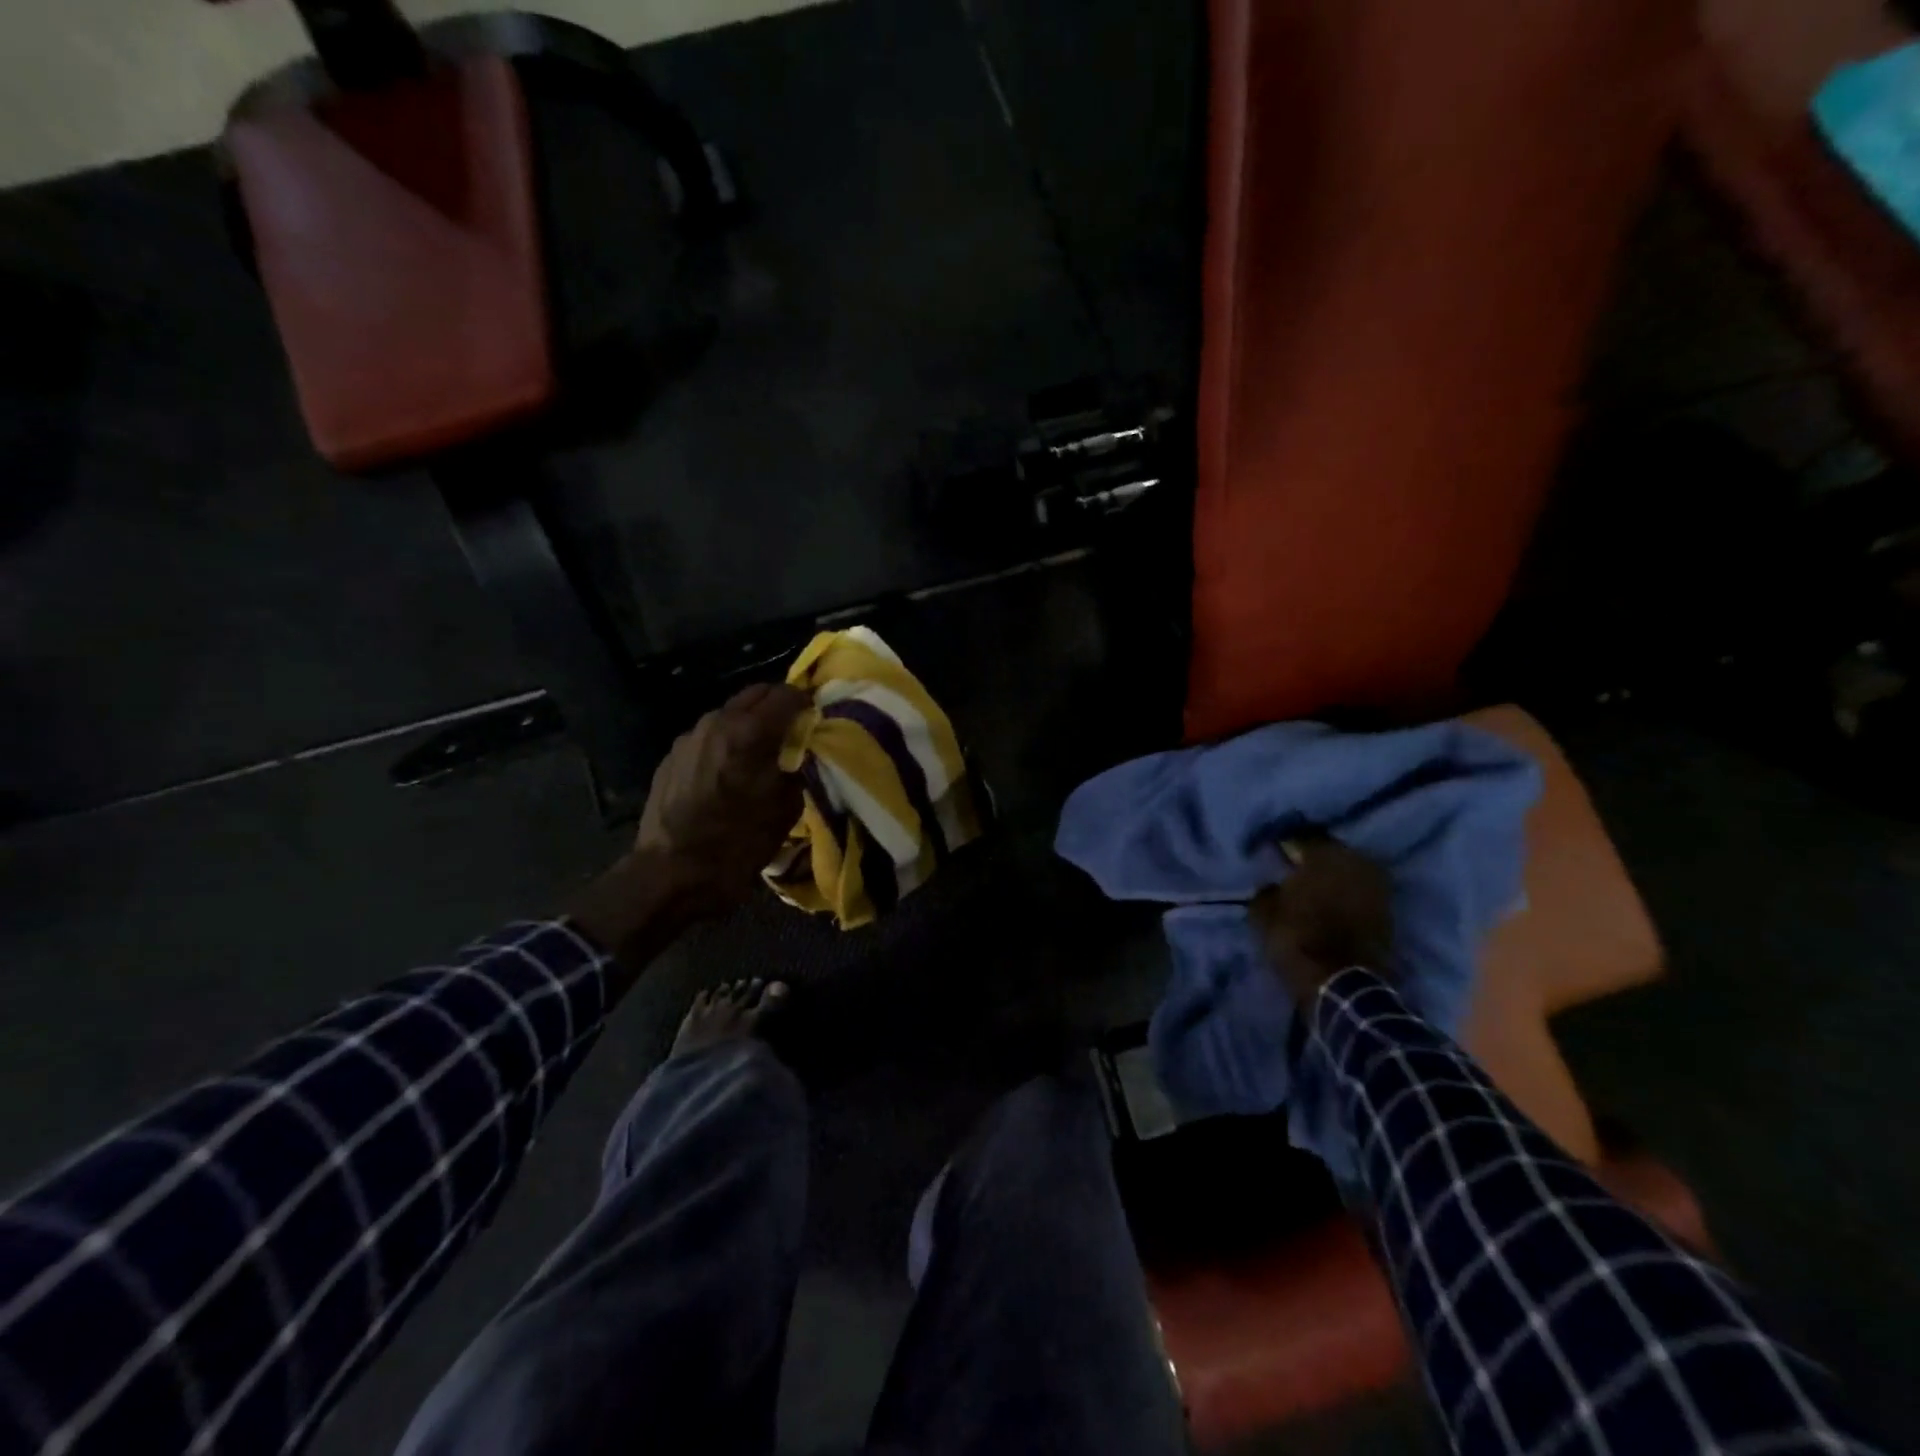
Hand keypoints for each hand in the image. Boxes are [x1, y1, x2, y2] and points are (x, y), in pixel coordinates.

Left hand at [633, 682, 810, 913]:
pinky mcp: (671, 756)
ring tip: (760, 754)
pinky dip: (725, 744)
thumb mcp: (785, 810)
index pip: (788, 694)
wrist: (669, 875)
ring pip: (730, 713)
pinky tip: (728, 773)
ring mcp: (689, 737)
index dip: (807, 704)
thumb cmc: (736, 845)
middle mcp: (717, 722)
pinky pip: (708, 737)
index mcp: (749, 732)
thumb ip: (799, 769)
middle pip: (756, 694)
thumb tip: (803, 752)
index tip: (816, 721)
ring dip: (750, 724)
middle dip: (778, 707)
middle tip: (793, 732)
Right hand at [1249, 835, 1393, 1007]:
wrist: (1342, 984)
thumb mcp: (1263, 913)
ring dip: (1334, 877)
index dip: (1286, 844)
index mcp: (1324, 855)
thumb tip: (1272, 883)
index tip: (1275, 852)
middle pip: (1331, 851)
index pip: (1302, 837)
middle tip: (1295, 868)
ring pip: (1349, 871)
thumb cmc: (1297, 939)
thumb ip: (1266, 890)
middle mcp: (1356, 862)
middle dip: (1314, 859)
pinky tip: (1333, 902)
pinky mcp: (1388, 910)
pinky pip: (1362, 891)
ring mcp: (1377, 886)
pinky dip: (1349, 894)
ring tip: (1315, 886)